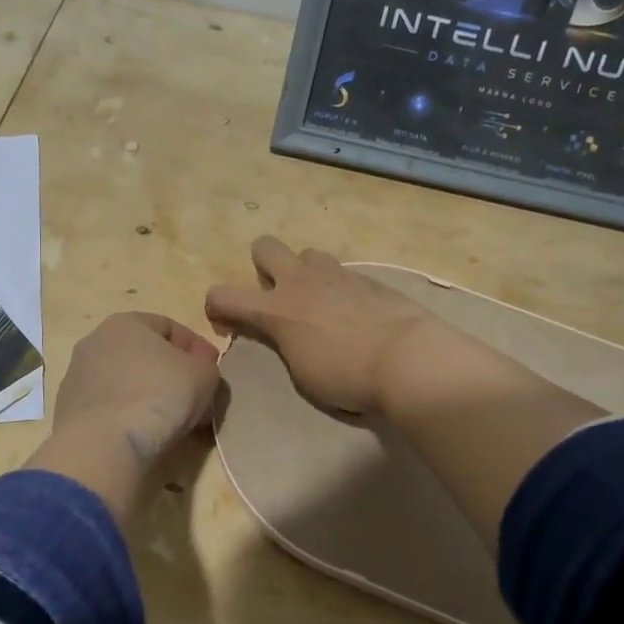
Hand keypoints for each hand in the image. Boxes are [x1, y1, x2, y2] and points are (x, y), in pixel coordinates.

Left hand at [53, 312, 221, 461]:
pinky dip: (129, 416)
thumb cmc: (159, 395)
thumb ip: (206, 365)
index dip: (196, 348)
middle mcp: (95, 341)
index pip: (169, 327)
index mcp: (125, 322)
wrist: (104, 445)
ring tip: (173, 421)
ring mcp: (77, 377)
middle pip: (145, 355)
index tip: (212, 370)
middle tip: (195, 397)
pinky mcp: (69, 410)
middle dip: (172, 374)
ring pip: (126, 382)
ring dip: (151, 396)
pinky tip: (145, 435)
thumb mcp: (204, 375)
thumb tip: (199, 369)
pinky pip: (111, 407)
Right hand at [204, 237, 436, 414]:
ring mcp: (337, 275)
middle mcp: (301, 282)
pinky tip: (354, 314)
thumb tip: (285, 335)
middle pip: (264, 247)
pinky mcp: (367, 278)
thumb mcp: (302, 373)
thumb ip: (285, 345)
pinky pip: (342, 273)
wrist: (407, 359)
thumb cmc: (347, 376)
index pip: (223, 295)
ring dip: (304, 273)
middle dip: (262, 266)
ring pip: (307, 253)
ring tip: (319, 303)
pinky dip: (338, 288)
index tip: (227, 325)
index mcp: (276, 310)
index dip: (215, 308)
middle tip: (277, 298)